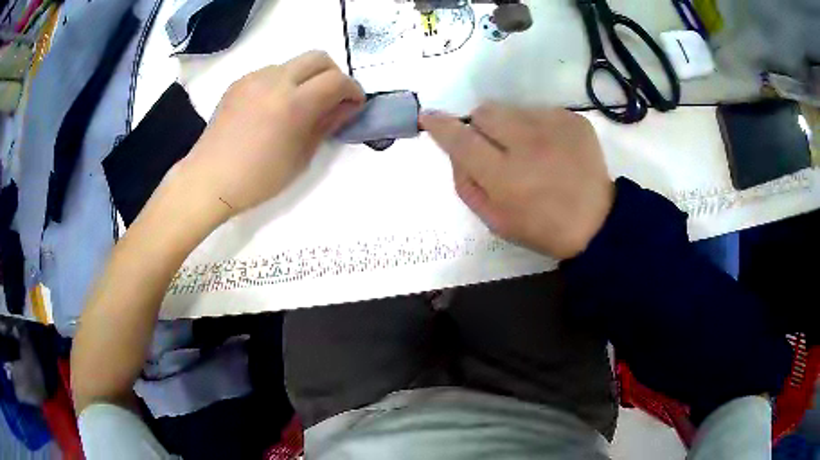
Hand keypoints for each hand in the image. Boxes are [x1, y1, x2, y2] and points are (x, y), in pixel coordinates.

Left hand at [179, 51, 364, 221]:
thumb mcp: (301, 157)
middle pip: (318, 58)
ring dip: (306, 77)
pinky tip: (274, 107)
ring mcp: (254, 78)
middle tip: (332, 98)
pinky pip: (271, 72)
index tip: (354, 104)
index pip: (336, 80)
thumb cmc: (258, 179)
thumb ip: (326, 124)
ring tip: (299, 105)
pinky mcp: (239, 82)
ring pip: (293, 63)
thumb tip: (345, 107)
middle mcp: (275, 80)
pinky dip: (283, 82)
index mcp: (293, 103)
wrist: (209, 180)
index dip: (352, 90)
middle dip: (333, 74)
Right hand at [421, 104, 613, 259]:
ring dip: (509, 125)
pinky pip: (539, 111)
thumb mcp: (495, 220)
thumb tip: (455, 152)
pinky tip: (550, 148)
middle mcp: (528, 145)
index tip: (428, 116)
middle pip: (484, 112)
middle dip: (480, 125)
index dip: (441, 126)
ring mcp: (555, 128)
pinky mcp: (574, 120)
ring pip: (511, 109)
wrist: (597, 223)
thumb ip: (466, 184)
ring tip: (528, 149)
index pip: (461, 140)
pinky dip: (536, 126)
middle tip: (494, 146)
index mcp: (505, 177)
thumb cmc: (542, 227)